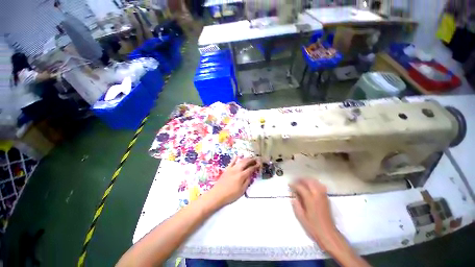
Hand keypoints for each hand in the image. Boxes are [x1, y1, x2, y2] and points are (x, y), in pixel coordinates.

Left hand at [207, 158, 259, 207]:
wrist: (217, 194)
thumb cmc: (230, 195)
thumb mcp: (241, 191)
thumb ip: (247, 182)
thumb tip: (251, 175)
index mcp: (241, 176)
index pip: (250, 169)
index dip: (255, 166)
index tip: (259, 164)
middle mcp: (237, 170)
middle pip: (245, 162)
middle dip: (251, 160)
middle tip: (256, 159)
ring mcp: (231, 169)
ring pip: (240, 161)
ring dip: (245, 159)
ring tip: (250, 158)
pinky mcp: (227, 169)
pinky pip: (231, 162)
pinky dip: (235, 158)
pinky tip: (238, 156)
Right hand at [290, 179, 336, 251]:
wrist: (328, 234)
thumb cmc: (313, 227)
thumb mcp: (301, 216)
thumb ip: (296, 204)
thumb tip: (293, 196)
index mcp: (310, 199)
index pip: (300, 187)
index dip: (294, 184)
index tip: (289, 185)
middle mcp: (317, 195)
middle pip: (309, 181)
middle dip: (301, 179)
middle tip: (295, 181)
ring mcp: (323, 196)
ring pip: (315, 182)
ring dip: (308, 180)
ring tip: (302, 182)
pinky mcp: (327, 198)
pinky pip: (321, 186)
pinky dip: (314, 183)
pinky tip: (311, 186)